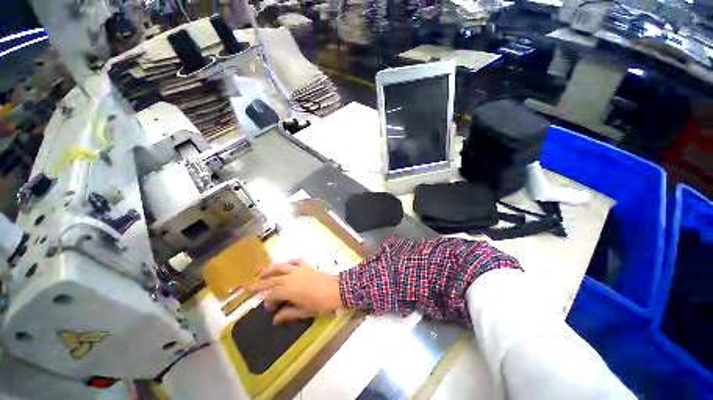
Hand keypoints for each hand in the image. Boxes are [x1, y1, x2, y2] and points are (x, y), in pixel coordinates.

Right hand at [249, 259, 341, 324]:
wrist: (337, 289)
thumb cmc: (321, 303)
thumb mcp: (304, 312)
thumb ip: (288, 314)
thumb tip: (275, 319)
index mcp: (288, 290)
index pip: (272, 294)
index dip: (267, 300)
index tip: (267, 307)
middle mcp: (291, 277)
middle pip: (272, 279)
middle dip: (260, 283)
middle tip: (249, 286)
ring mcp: (299, 270)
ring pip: (281, 267)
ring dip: (271, 269)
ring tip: (263, 272)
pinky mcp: (307, 266)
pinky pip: (296, 261)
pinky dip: (290, 261)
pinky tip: (287, 263)